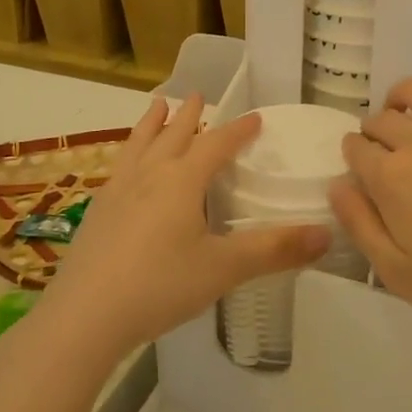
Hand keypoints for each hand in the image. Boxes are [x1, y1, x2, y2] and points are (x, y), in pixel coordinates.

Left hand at [39, 96, 329, 363]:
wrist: (84, 316)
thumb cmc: (159, 285)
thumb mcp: (224, 268)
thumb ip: (275, 250)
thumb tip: (326, 233)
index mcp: (182, 181)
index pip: (216, 144)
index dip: (238, 130)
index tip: (255, 117)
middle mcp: (149, 175)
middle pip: (173, 135)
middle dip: (190, 115)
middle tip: (198, 95)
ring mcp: (117, 192)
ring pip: (139, 144)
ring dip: (152, 123)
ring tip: (157, 105)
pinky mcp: (96, 212)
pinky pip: (119, 167)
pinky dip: (129, 153)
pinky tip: (126, 167)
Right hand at [331, 78, 411, 348]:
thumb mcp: (398, 275)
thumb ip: (360, 226)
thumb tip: (338, 185)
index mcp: (390, 179)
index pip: (356, 149)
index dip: (353, 156)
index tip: (361, 169)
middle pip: (383, 120)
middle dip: (374, 131)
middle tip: (384, 150)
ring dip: (403, 97)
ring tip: (406, 111)